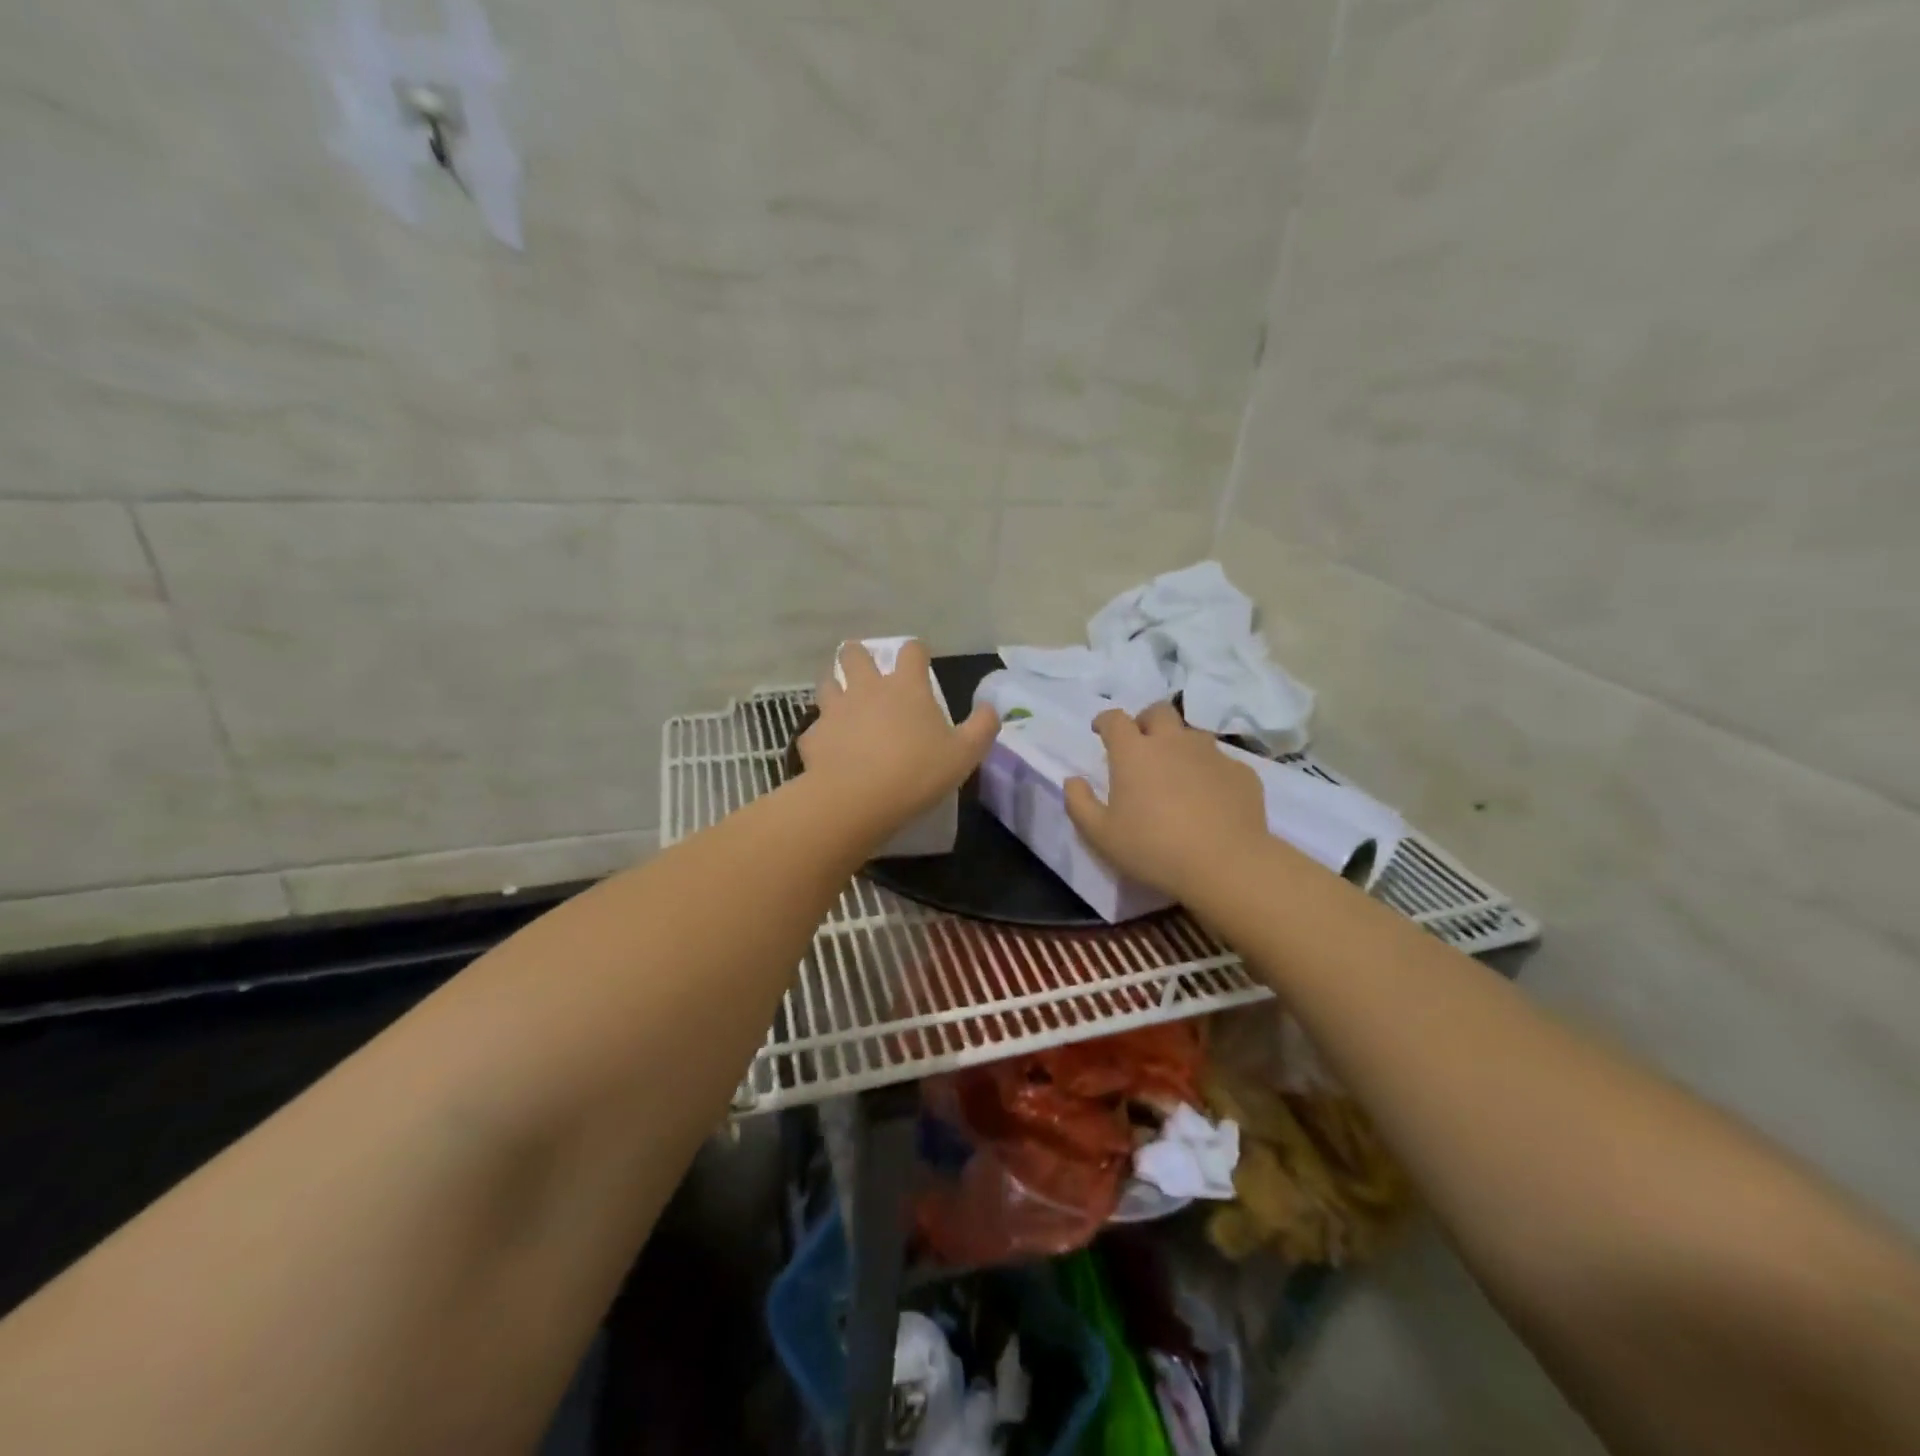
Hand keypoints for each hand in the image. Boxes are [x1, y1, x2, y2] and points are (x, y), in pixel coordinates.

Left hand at [799, 640, 998, 840]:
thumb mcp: (964, 755)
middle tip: (866, 672)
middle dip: (859, 656)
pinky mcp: (813, 736)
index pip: (911, 650)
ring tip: (843, 704)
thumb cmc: (916, 772)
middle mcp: (867, 688)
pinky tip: (830, 750)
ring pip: (827, 683)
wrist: (856, 800)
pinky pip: (815, 729)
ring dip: (835, 688)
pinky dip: (823, 735)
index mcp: (906, 687)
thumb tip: (991, 708)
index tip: (920, 662)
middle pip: (854, 653)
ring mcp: (835, 710)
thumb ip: (982, 727)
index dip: (916, 652)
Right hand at [1064, 702, 1269, 901]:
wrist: (1226, 864)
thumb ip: (1079, 803)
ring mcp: (1211, 754)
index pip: (1115, 719)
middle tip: (1141, 745)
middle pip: (1158, 712)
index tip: (1100, 731)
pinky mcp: (1241, 772)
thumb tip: (1073, 781)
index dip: (1105, 721)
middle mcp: (1173, 742)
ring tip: (1176, 773)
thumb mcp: (1101, 835)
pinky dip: (1209, 772)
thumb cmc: (1153, 848)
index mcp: (1134, 752)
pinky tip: (1209, 798)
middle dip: (1145, 721)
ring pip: (1192, 735)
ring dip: (1179, 745)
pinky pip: (1221, 763)